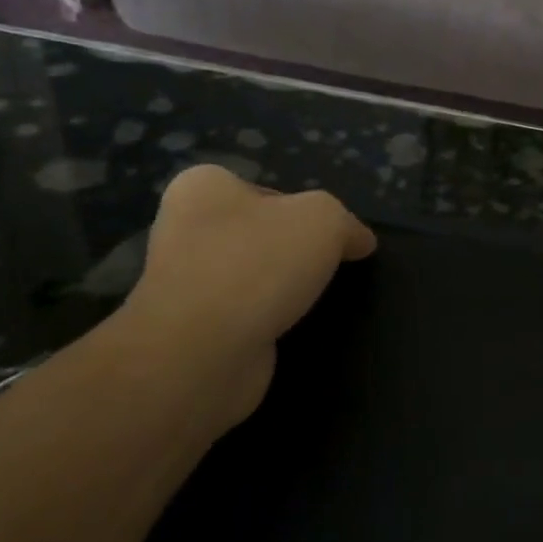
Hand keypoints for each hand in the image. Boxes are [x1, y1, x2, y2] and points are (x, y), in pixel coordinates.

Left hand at [120, 166, 375, 423]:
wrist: (202, 353)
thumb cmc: (259, 264)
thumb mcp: (324, 219)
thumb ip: (346, 222)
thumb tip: (359, 241)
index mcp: (203, 188)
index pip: (268, 190)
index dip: (305, 210)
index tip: (328, 236)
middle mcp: (184, 229)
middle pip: (262, 233)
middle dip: (294, 251)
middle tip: (326, 267)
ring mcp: (183, 282)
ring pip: (253, 276)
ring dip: (281, 289)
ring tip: (309, 302)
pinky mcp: (191, 329)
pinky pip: (243, 315)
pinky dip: (267, 321)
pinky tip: (287, 329)